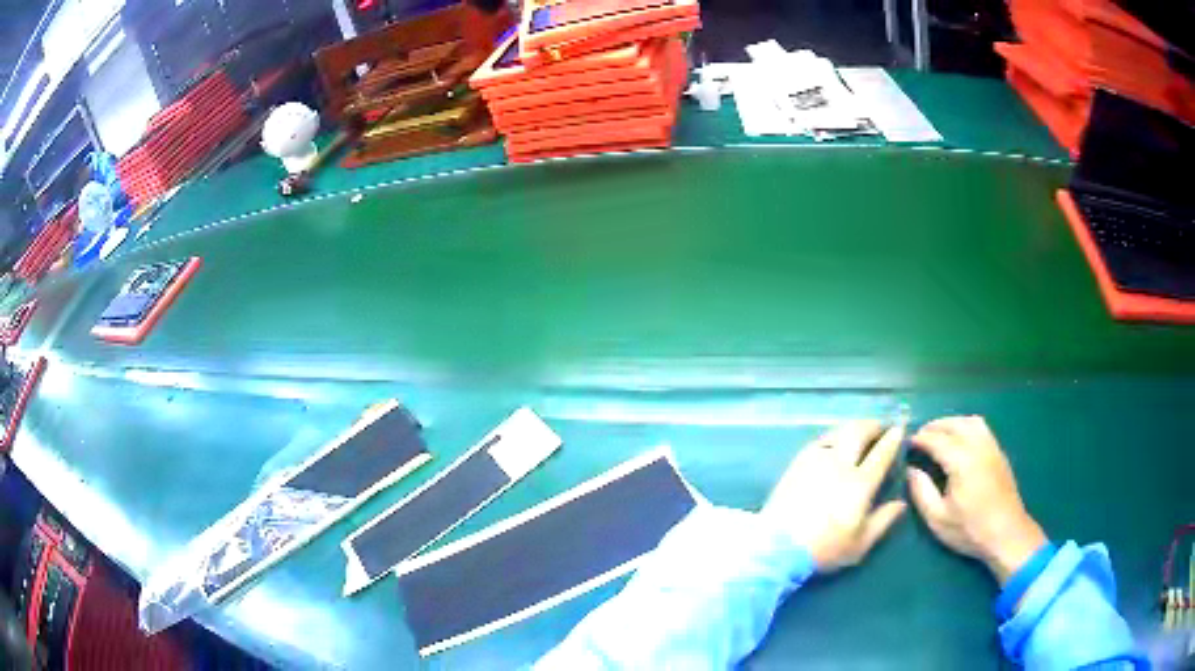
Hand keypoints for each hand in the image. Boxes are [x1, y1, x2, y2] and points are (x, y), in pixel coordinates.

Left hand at [763, 420, 906, 572]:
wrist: (776, 548)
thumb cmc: (824, 549)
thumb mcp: (860, 543)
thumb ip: (883, 520)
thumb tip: (901, 503)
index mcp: (859, 483)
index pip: (881, 453)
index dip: (892, 439)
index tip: (899, 429)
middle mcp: (839, 464)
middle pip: (858, 432)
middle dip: (872, 425)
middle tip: (880, 427)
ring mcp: (815, 461)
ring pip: (838, 432)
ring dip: (852, 428)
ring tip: (859, 433)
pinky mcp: (796, 464)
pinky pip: (819, 441)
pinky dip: (833, 437)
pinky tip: (833, 444)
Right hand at [907, 416, 1046, 583]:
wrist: (1006, 534)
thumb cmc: (970, 530)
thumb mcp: (938, 518)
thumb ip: (922, 492)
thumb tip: (911, 470)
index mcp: (961, 461)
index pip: (937, 440)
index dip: (920, 439)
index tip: (907, 443)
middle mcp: (978, 447)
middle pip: (955, 424)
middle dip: (935, 426)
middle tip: (920, 436)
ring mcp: (992, 447)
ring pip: (971, 422)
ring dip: (953, 423)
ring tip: (939, 434)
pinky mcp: (999, 453)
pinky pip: (982, 429)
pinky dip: (967, 427)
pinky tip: (961, 441)